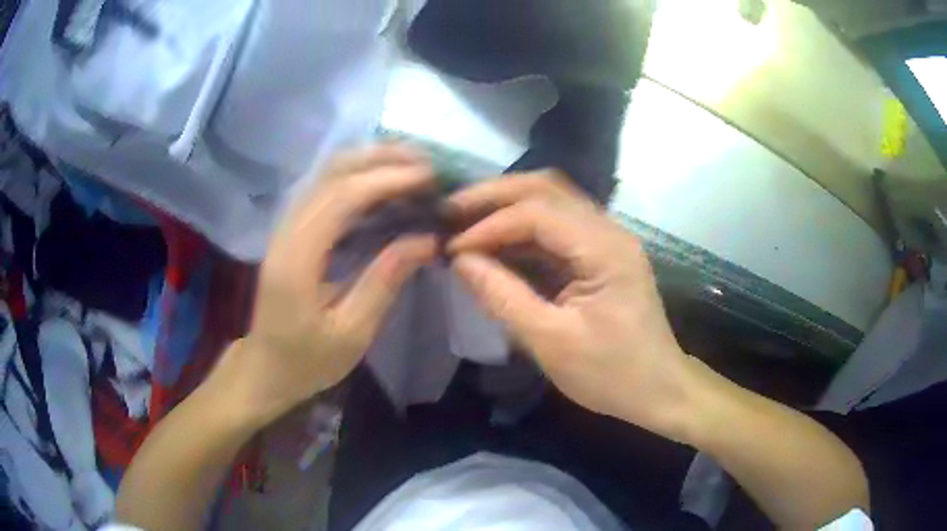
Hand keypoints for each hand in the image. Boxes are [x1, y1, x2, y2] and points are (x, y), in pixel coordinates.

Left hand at [208, 145, 436, 427]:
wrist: (266, 367)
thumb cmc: (307, 360)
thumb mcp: (352, 334)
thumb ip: (385, 282)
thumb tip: (426, 239)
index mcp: (296, 260)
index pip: (341, 199)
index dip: (386, 180)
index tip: (428, 178)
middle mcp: (286, 232)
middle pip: (330, 174)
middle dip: (380, 159)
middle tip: (426, 163)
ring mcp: (286, 227)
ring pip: (326, 175)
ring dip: (369, 161)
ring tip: (412, 164)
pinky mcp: (292, 230)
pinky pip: (325, 188)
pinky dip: (358, 176)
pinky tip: (384, 181)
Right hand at [447, 174, 693, 439]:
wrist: (659, 389)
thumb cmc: (612, 374)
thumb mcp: (552, 343)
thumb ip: (504, 297)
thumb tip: (460, 260)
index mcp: (605, 249)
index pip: (538, 213)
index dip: (489, 224)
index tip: (452, 247)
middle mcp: (609, 231)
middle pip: (547, 188)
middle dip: (495, 196)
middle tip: (451, 211)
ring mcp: (607, 240)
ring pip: (552, 201)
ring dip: (507, 206)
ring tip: (465, 220)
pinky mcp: (601, 254)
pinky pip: (557, 226)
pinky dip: (523, 229)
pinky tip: (496, 242)